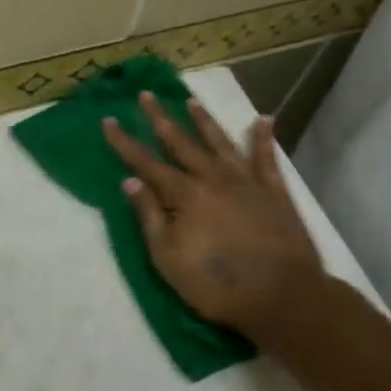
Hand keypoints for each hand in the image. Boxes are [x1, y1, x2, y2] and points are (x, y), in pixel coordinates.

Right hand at [103, 92, 329, 340]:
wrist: (281, 295)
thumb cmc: (216, 283)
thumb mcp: (168, 257)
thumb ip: (149, 216)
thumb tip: (130, 181)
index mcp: (183, 195)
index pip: (146, 162)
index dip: (125, 142)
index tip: (109, 120)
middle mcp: (212, 178)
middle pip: (181, 142)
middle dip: (160, 118)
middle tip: (147, 95)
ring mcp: (246, 182)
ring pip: (220, 142)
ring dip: (204, 121)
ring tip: (191, 101)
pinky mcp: (274, 192)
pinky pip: (266, 158)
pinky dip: (263, 138)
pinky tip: (264, 120)